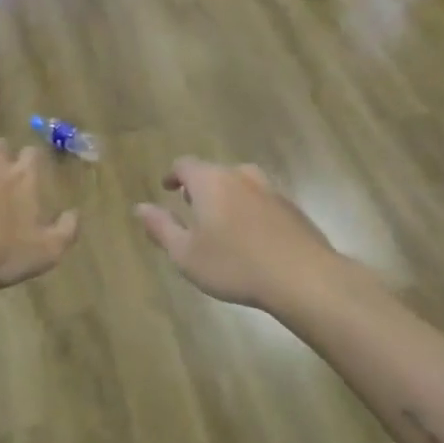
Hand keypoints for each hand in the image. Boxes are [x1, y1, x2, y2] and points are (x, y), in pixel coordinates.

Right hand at [134, 157, 340, 310]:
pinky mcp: (292, 208)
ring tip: (221, 221)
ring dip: (227, 196)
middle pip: (215, 172)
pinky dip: (250, 210)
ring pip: (241, 184)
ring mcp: (271, 190)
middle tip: (191, 207)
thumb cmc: (234, 265)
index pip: (185, 165)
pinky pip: (262, 201)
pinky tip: (251, 237)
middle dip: (200, 186)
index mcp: (211, 181)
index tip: (167, 189)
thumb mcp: (186, 254)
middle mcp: (241, 176)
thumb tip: (140, 207)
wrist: (303, 277)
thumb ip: (161, 228)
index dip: (173, 175)